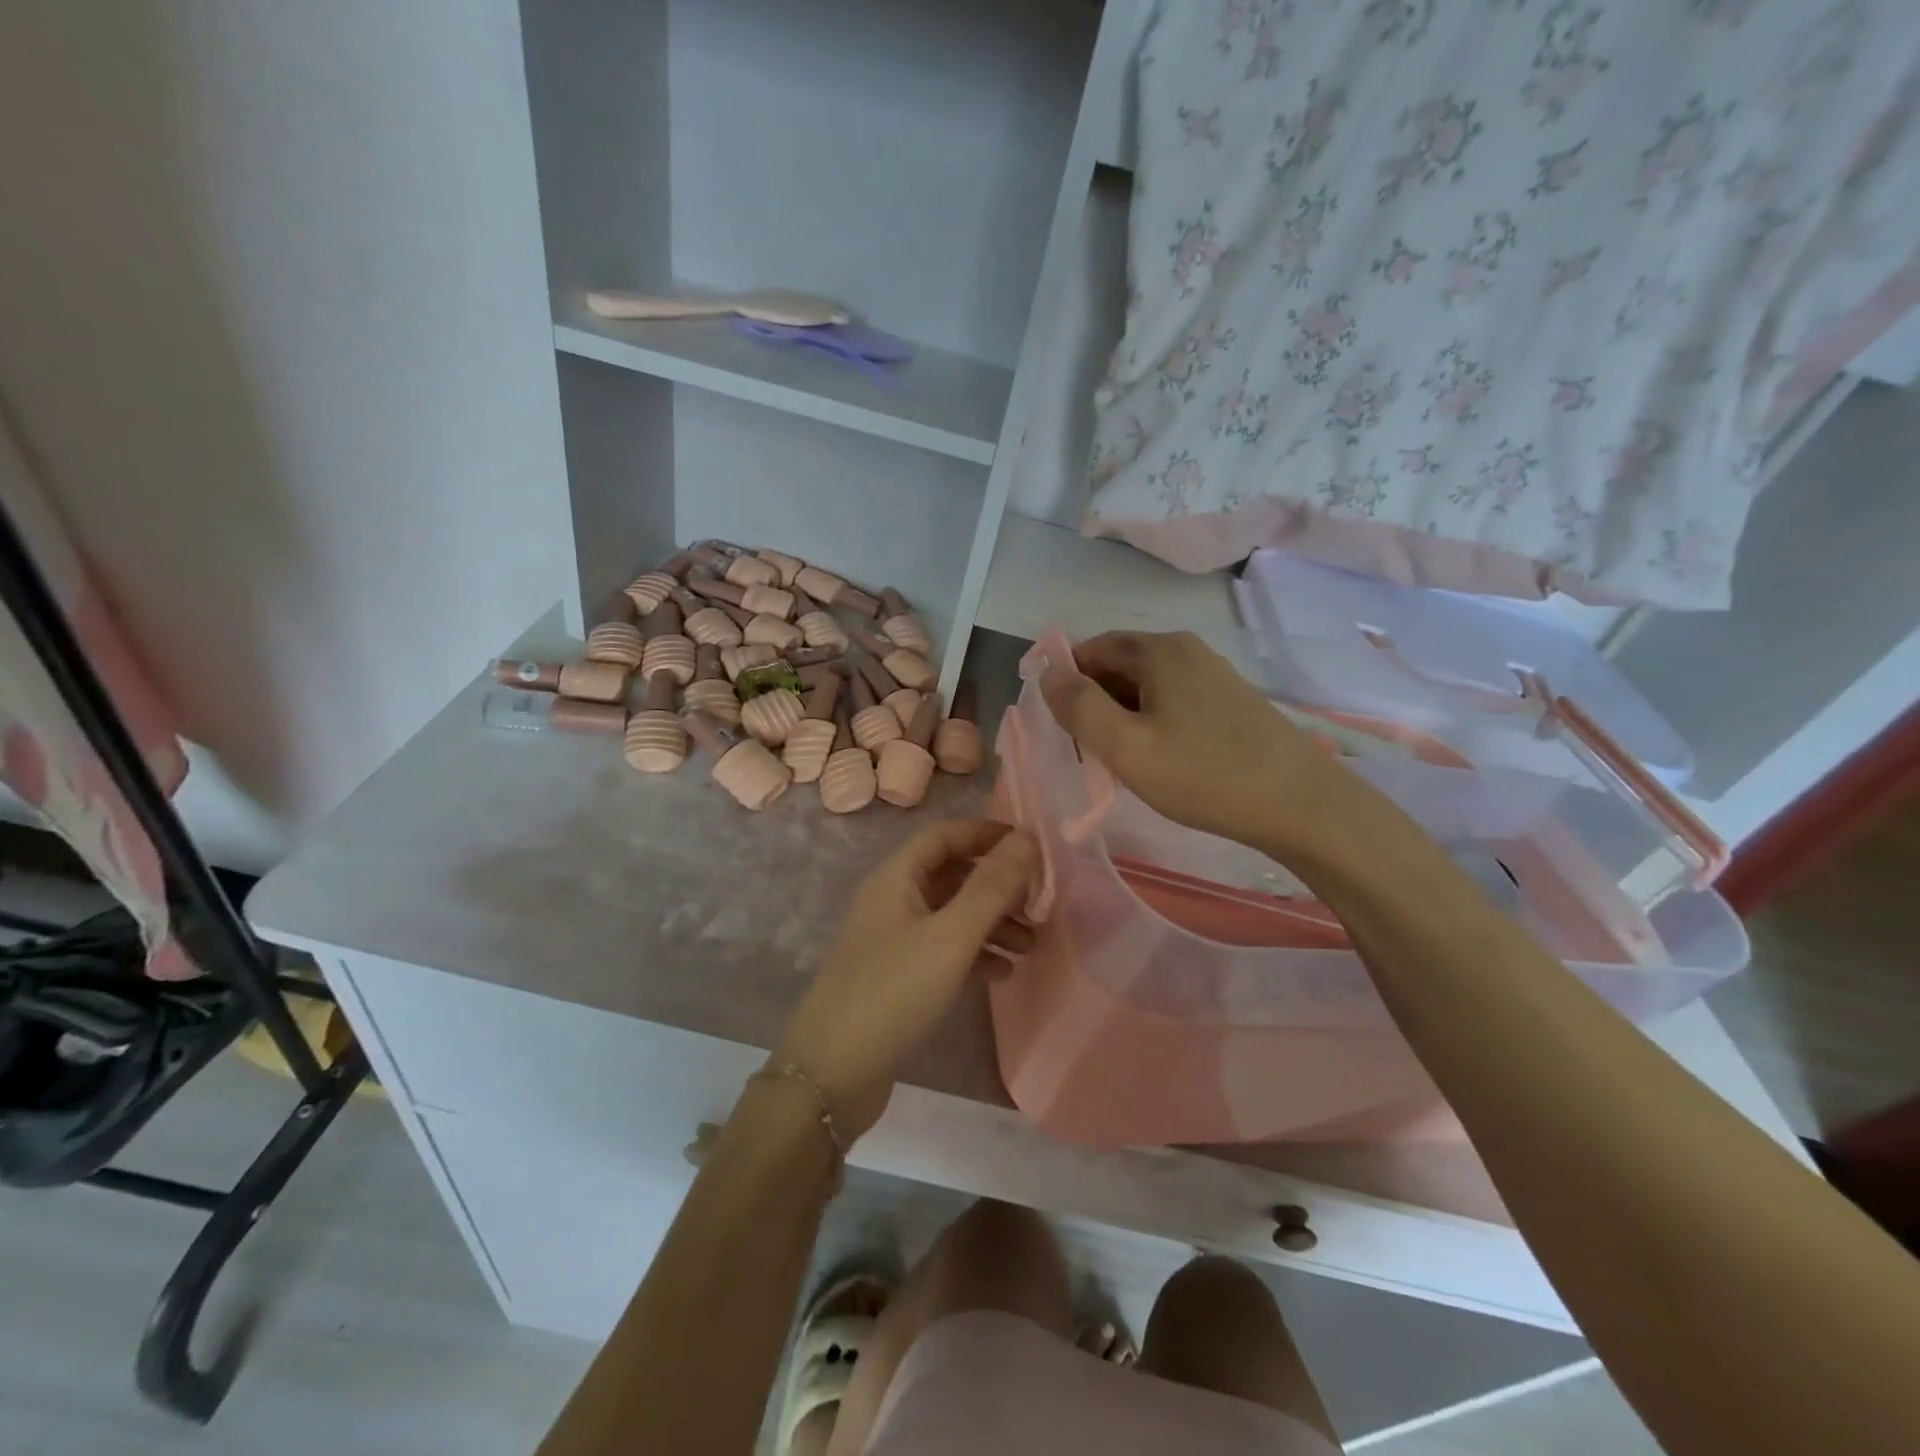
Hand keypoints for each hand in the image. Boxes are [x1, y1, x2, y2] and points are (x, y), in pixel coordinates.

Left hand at [772, 820, 1036, 1142]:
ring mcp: (892, 940)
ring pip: (951, 915)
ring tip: (1031, 945)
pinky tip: (1003, 973)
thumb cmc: (893, 993)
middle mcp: (892, 900)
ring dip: (991, 923)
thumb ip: (990, 888)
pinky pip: (943, 951)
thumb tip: (1026, 839)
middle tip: (1039, 903)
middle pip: (951, 875)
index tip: (1031, 846)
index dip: (986, 834)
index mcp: (896, 878)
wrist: (832, 1075)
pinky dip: (974, 954)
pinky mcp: (897, 977)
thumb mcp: (950, 937)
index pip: (945, 835)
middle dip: (996, 885)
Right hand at [1039, 630, 1346, 853]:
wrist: (1300, 804)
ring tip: (1121, 761)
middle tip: (1087, 751)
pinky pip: (1173, 701)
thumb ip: (1078, 707)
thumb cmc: (1203, 774)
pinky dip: (1152, 722)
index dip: (1066, 683)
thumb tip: (1048, 673)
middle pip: (1119, 666)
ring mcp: (1213, 674)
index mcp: (1159, 650)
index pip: (1091, 650)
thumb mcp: (1125, 746)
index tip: (1060, 728)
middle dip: (1094, 703)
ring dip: (1122, 716)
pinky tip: (1160, 759)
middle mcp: (1186, 650)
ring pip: (1146, 686)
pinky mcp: (1230, 701)